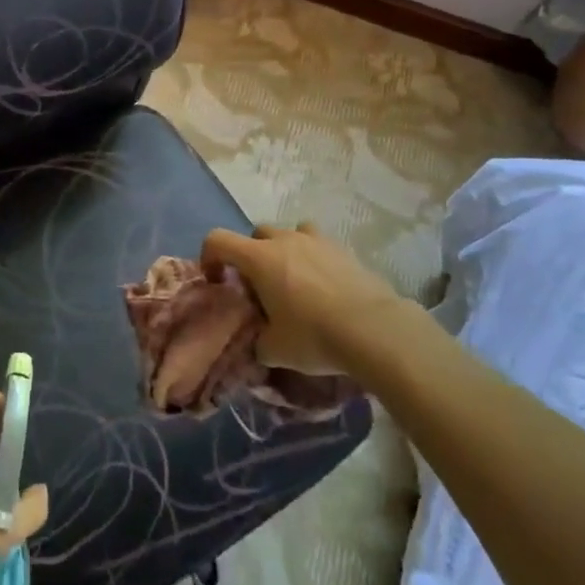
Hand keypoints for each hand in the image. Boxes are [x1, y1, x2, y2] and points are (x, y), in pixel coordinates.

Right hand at [202, 222, 413, 380]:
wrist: (375, 330)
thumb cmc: (314, 336)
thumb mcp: (275, 350)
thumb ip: (258, 342)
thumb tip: (259, 344)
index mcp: (259, 258)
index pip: (217, 239)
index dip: (209, 257)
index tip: (217, 281)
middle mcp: (284, 240)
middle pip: (256, 234)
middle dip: (252, 256)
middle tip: (261, 287)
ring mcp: (316, 241)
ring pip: (290, 233)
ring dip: (285, 251)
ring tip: (295, 281)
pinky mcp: (344, 250)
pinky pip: (319, 246)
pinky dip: (315, 260)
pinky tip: (326, 288)